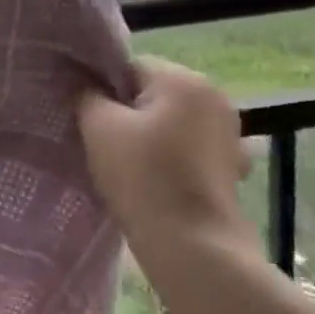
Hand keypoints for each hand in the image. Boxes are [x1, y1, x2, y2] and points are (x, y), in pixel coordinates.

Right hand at [78, 57, 254, 251]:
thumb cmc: (143, 177)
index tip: (88, 120)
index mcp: (183, 79)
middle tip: (102, 144)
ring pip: (171, 121)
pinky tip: (156, 180)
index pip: (128, 67)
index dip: (102, 91)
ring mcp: (229, 132)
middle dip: (127, 113)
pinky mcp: (232, 165)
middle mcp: (214, 96)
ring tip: (127, 166)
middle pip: (152, 93)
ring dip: (150, 135)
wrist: (193, 246)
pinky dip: (172, 157)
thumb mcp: (98, 128)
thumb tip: (83, 84)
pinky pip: (190, 148)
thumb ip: (86, 95)